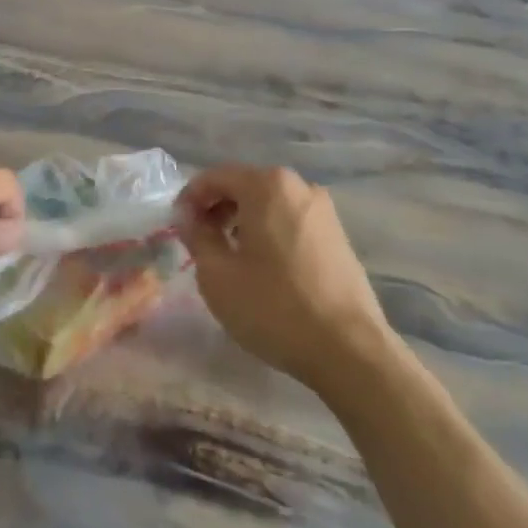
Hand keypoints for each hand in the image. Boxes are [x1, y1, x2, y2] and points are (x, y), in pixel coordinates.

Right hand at [176, 165, 392, 391]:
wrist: (350, 350)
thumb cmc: (274, 307)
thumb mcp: (217, 274)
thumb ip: (197, 236)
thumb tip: (190, 217)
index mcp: (267, 185)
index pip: (215, 176)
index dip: (190, 198)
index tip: (177, 226)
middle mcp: (298, 186)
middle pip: (244, 186)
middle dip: (216, 208)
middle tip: (199, 241)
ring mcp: (323, 210)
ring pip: (269, 204)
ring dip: (242, 221)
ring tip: (229, 256)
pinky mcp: (338, 236)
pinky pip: (290, 221)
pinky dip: (269, 232)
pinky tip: (263, 267)